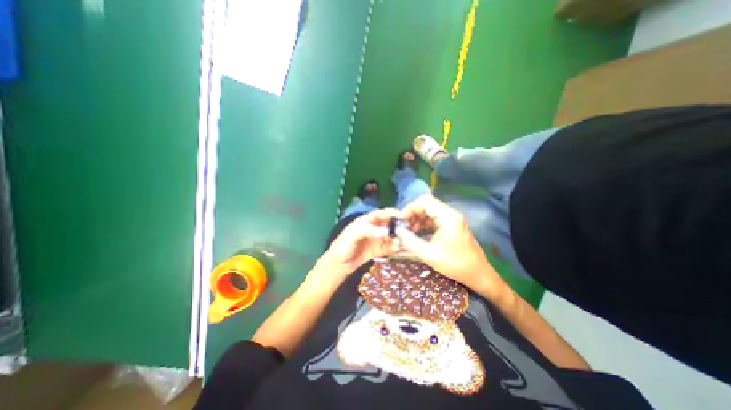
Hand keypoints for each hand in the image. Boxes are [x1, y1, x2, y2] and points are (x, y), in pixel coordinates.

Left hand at [320, 208, 399, 282]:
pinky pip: (389, 247)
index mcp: (367, 220)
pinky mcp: (379, 250)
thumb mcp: (352, 235)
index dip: (393, 214)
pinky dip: (395, 247)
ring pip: (391, 236)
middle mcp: (374, 228)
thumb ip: (368, 230)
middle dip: (398, 227)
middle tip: (407, 233)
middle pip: (390, 224)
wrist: (338, 265)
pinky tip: (397, 249)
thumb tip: (386, 231)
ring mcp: (377, 239)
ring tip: (402, 242)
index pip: (382, 213)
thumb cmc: (342, 246)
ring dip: (398, 238)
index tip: (403, 218)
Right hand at [394, 194, 508, 302]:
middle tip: (403, 227)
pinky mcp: (451, 226)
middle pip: (427, 205)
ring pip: (429, 212)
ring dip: (417, 219)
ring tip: (408, 232)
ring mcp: (452, 219)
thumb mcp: (429, 255)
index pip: (425, 201)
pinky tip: (417, 234)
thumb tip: (397, 231)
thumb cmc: (455, 264)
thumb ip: (410, 242)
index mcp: (448, 217)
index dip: (410, 208)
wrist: (478, 275)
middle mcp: (450, 214)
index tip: (401, 220)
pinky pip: (434, 219)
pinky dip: (424, 224)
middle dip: (412, 214)